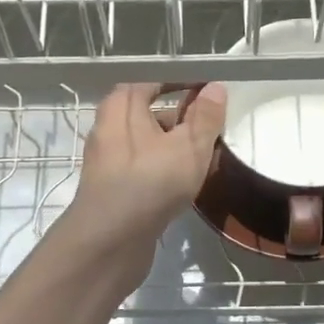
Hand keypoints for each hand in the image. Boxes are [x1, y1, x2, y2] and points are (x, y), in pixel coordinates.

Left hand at [60, 82, 227, 285]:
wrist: (110, 242)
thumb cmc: (150, 183)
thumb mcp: (189, 146)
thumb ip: (205, 117)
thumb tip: (214, 88)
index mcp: (122, 107)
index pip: (152, 81)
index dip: (180, 83)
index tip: (208, 91)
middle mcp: (109, 129)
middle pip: (149, 114)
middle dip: (181, 118)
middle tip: (212, 127)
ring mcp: (109, 162)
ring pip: (148, 145)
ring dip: (175, 147)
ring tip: (206, 157)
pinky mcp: (113, 190)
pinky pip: (144, 169)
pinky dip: (165, 170)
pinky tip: (186, 184)